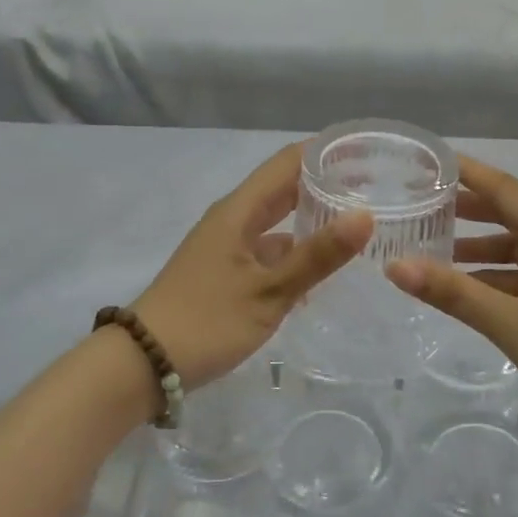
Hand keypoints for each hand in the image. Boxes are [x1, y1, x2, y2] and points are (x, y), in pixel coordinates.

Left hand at [134, 143, 372, 390]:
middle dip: (325, 185)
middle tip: (374, 188)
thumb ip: (317, 255)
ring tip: (358, 225)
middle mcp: (233, 219)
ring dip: (312, 220)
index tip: (366, 153)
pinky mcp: (226, 272)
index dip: (324, 152)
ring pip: (277, 222)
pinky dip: (295, 253)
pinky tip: (322, 270)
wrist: (144, 363)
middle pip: (283, 188)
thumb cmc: (207, 321)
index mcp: (239, 210)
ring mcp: (227, 246)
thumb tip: (365, 215)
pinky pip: (268, 250)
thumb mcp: (269, 291)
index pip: (287, 162)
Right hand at [386, 155, 517, 435]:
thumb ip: (453, 293)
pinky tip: (465, 288)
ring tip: (429, 248)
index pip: (506, 189)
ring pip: (517, 249)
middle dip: (466, 210)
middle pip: (511, 215)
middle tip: (418, 204)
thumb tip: (394, 266)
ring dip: (478, 249)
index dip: (466, 173)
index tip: (427, 160)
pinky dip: (495, 278)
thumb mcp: (512, 323)